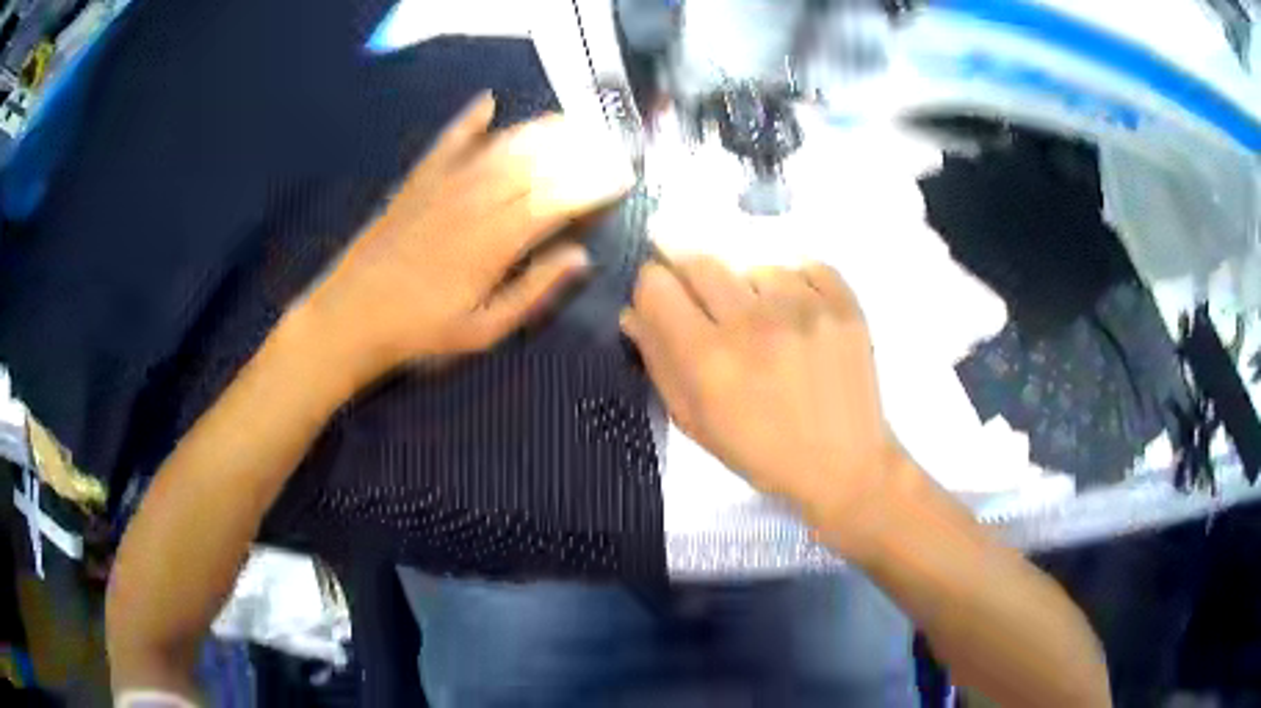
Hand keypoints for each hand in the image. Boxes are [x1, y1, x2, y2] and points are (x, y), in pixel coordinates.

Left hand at [304, 92, 634, 384]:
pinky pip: (447, 141)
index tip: (623, 174)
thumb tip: (580, 256)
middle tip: (609, 142)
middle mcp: (474, 201)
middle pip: (536, 164)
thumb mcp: (484, 330)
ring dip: (539, 129)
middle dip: (579, 149)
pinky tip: (488, 102)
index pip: (557, 199)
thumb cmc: (420, 333)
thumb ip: (533, 291)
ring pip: (501, 146)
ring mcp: (443, 185)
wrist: (349, 318)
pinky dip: (468, 120)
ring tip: (571, 121)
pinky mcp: (416, 181)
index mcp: (496, 242)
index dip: (593, 183)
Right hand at [621, 256, 905, 541]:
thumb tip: (633, 312)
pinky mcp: (843, 302)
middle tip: (712, 307)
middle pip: (699, 261)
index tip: (665, 300)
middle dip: (693, 280)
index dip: (653, 288)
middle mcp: (753, 323)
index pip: (655, 284)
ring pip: (753, 265)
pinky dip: (794, 286)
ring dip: (749, 289)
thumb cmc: (760, 451)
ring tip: (767, 321)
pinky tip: (799, 316)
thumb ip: (658, 362)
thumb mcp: (695, 421)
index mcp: (708, 359)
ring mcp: (804, 307)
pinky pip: (802, 267)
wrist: (842, 464)